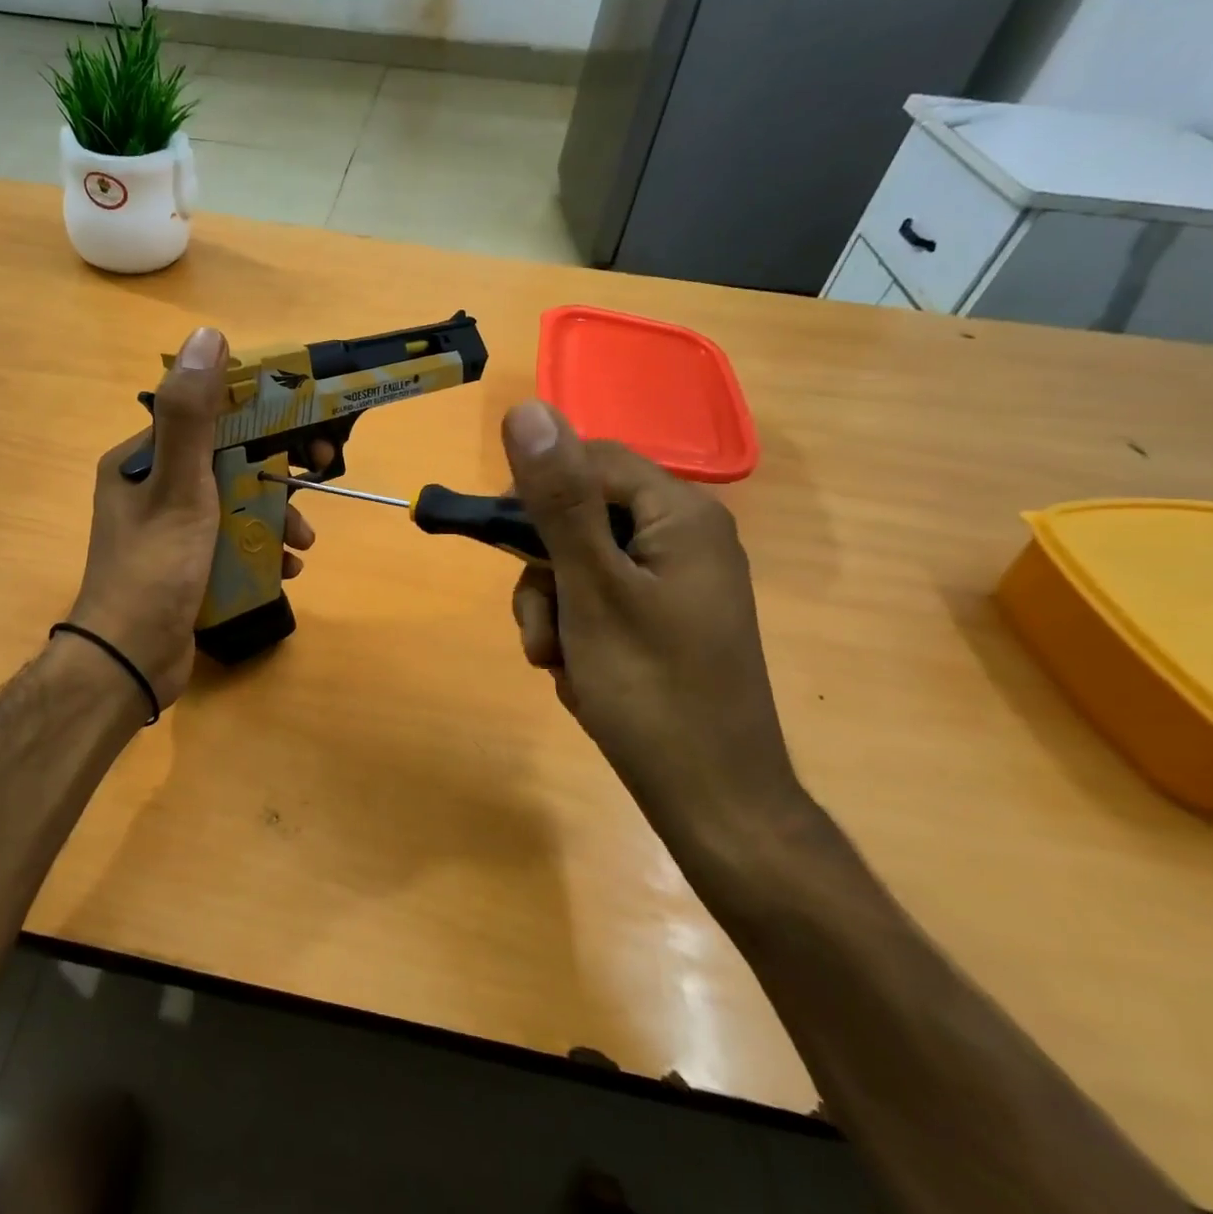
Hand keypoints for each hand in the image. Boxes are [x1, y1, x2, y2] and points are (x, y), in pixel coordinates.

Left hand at [65, 327, 317, 709]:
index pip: (208, 418)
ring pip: (235, 504)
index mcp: (142, 460)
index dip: (260, 418)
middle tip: (316, 481)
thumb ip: (192, 415)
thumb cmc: (155, 569)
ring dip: (274, 517)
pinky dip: (261, 549)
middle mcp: (153, 487)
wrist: (130, 662)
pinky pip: (231, 541)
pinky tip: (286, 569)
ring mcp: (169, 529)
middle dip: (275, 476)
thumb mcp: (179, 486)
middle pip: (228, 462)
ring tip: (302, 543)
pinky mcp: (185, 564)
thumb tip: (207, 336)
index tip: (300, 430)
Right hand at [500, 400, 805, 846]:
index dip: (536, 496)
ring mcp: (676, 581)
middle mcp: (685, 536)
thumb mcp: (591, 589)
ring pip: (578, 564)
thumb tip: (526, 409)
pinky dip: (575, 634)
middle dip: (544, 574)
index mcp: (681, 514)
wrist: (714, 804)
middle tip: (541, 632)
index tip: (499, 545)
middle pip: (579, 516)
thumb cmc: (652, 692)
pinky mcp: (664, 619)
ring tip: (559, 665)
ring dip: (552, 612)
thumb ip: (558, 499)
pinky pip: (597, 600)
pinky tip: (579, 677)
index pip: (588, 461)